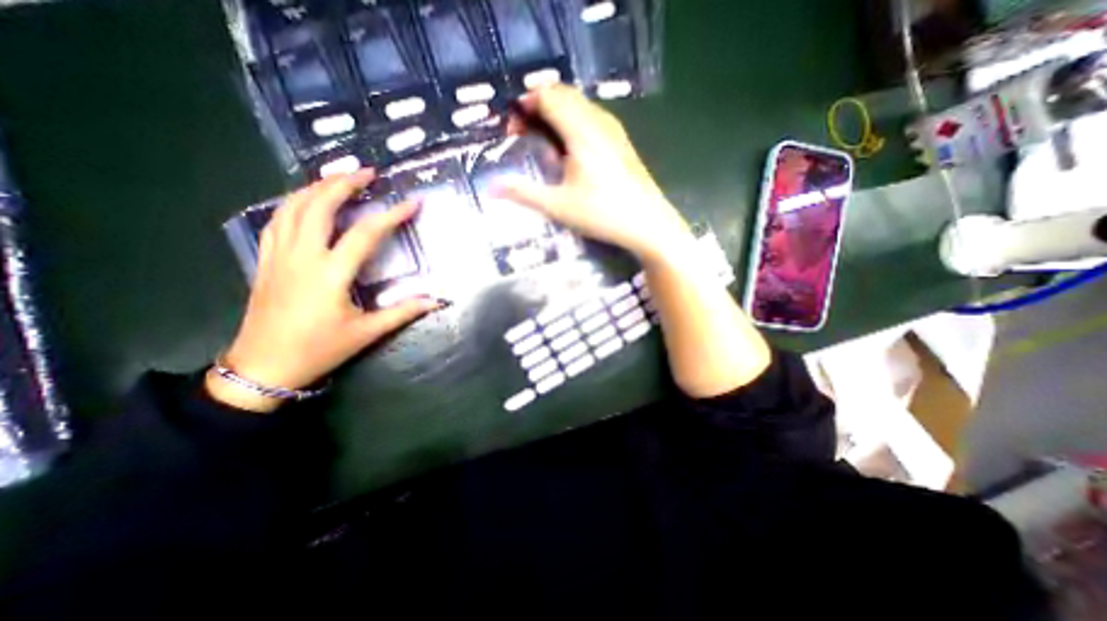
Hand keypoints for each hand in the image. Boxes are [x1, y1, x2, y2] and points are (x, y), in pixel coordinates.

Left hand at [205, 169, 436, 411]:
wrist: (264, 367)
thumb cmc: (320, 349)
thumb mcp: (367, 332)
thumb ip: (403, 312)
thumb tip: (437, 301)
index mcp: (330, 274)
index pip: (365, 234)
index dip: (392, 216)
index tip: (412, 203)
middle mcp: (302, 256)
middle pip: (318, 206)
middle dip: (343, 183)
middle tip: (367, 172)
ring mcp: (279, 255)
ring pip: (292, 207)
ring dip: (316, 187)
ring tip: (339, 177)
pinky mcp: (266, 260)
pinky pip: (277, 220)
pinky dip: (294, 202)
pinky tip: (307, 200)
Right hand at [500, 83, 689, 263]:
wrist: (648, 224)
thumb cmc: (602, 214)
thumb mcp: (558, 206)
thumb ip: (523, 193)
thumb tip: (491, 187)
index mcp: (581, 130)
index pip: (547, 95)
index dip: (525, 105)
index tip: (512, 129)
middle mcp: (598, 121)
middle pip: (562, 95)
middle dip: (538, 108)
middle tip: (524, 135)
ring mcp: (614, 130)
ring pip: (579, 106)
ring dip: (556, 116)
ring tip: (545, 146)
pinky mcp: (621, 142)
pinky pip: (592, 119)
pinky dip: (573, 125)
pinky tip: (570, 155)